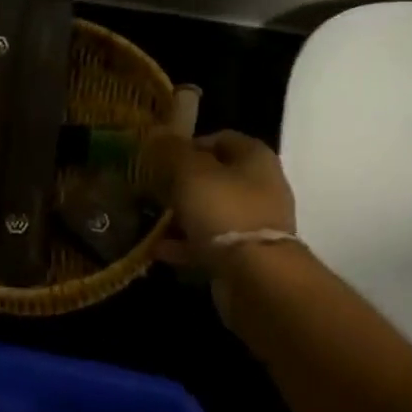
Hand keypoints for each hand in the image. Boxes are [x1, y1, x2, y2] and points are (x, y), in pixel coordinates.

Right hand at [142, 130, 296, 266]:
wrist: (257, 278)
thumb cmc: (224, 211)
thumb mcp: (190, 172)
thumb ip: (172, 151)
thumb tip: (157, 133)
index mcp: (255, 157)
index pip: (220, 138)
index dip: (189, 144)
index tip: (160, 158)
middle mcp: (261, 186)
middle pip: (215, 176)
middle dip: (182, 182)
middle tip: (152, 189)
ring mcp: (256, 223)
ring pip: (212, 211)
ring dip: (182, 215)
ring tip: (150, 219)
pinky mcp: (248, 255)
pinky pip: (211, 242)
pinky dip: (187, 244)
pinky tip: (158, 249)